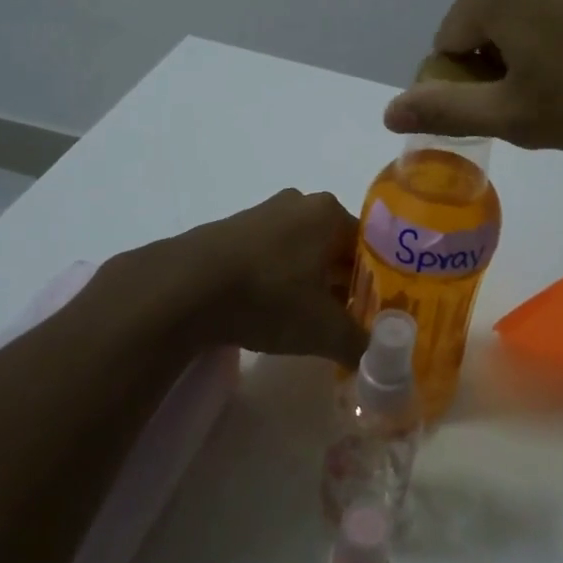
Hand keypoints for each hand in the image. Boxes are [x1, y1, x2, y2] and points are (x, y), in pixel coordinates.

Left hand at [173, 189, 366, 364]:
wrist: (184, 289)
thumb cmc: (268, 296)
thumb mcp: (324, 329)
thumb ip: (359, 343)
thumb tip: (378, 359)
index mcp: (328, 212)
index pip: (370, 247)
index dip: (377, 283)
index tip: (374, 315)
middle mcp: (298, 203)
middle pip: (335, 248)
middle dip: (343, 284)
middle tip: (345, 322)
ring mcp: (261, 214)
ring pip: (301, 252)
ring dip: (310, 283)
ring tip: (307, 322)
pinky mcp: (230, 231)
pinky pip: (269, 255)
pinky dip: (277, 280)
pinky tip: (269, 310)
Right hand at [383, 0, 562, 150]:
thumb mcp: (518, 115)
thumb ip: (447, 110)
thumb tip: (389, 110)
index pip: (448, 46)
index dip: (470, 88)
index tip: (512, 114)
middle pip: (485, 21)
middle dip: (503, 63)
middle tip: (549, 102)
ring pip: (526, 8)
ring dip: (537, 46)